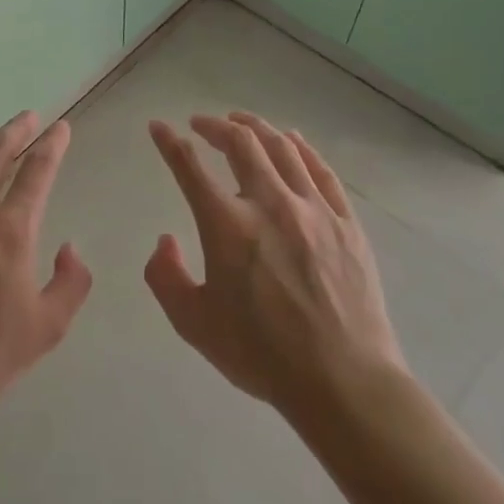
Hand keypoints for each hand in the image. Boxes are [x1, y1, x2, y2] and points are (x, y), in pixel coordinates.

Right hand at [145, 112, 405, 423]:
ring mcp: (312, 209)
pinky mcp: (345, 222)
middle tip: (201, 124)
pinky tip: (292, 141)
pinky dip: (301, 148)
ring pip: (282, 148)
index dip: (169, 142)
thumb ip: (166, 277)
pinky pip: (321, 170)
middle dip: (215, 125)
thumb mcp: (193, 323)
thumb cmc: (261, 355)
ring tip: (241, 122)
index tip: (158, 127)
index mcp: (226, 225)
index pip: (189, 166)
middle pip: (240, 142)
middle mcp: (268, 203)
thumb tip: (166, 240)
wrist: (344, 382)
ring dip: (256, 127)